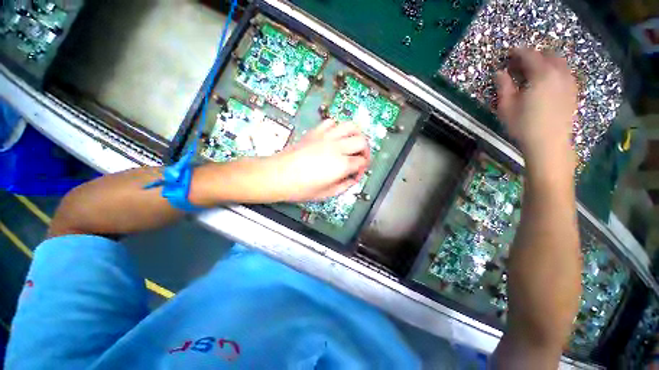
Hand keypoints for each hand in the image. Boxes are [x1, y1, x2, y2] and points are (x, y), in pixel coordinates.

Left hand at [259, 119, 370, 201]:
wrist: (277, 175)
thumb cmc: (300, 188)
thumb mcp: (326, 194)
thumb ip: (344, 186)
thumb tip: (352, 179)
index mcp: (341, 165)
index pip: (362, 162)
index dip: (362, 169)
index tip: (355, 175)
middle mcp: (337, 147)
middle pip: (362, 141)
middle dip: (365, 150)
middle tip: (359, 158)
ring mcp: (326, 137)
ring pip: (350, 126)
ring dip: (356, 134)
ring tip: (353, 143)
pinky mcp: (315, 132)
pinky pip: (331, 122)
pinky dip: (337, 128)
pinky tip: (334, 138)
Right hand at [496, 48, 577, 172]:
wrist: (549, 143)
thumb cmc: (524, 125)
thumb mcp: (506, 107)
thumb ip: (503, 86)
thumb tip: (499, 72)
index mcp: (541, 75)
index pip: (529, 55)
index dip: (518, 52)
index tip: (509, 52)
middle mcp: (558, 73)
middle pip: (548, 55)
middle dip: (534, 54)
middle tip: (521, 62)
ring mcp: (569, 82)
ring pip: (560, 62)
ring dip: (547, 61)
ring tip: (535, 69)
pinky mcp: (573, 92)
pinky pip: (566, 72)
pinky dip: (557, 70)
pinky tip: (549, 79)